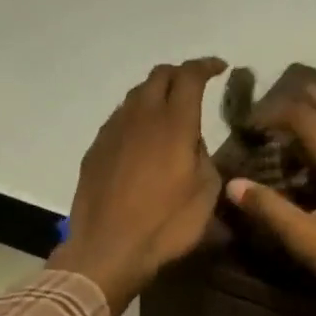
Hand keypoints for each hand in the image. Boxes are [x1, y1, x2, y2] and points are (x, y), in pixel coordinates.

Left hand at [48, 57, 226, 315]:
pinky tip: (142, 138)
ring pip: (135, 95)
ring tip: (169, 110)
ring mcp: (113, 131)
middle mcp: (141, 117)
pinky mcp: (95, 149)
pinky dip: (136, 117)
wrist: (108, 249)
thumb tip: (192, 143)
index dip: (206, 66)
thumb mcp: (206, 193)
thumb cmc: (166, 225)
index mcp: (174, 123)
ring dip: (155, 94)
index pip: (189, 76)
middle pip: (159, 76)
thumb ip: (203, 157)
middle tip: (195, 84)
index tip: (220, 68)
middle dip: (179, 73)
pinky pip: (119, 119)